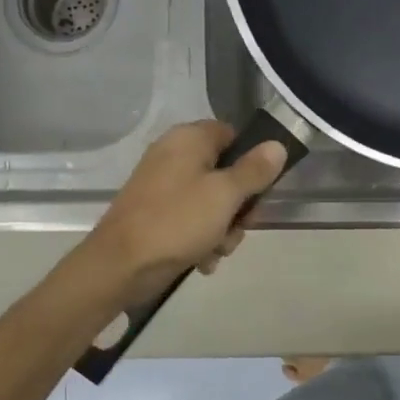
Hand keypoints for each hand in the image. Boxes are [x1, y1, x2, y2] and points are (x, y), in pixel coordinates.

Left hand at [83, 122, 288, 304]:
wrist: (121, 265)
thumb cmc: (177, 221)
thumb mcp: (225, 194)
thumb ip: (254, 170)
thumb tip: (277, 145)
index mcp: (188, 140)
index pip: (232, 135)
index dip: (252, 160)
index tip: (262, 189)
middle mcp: (174, 157)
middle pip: (226, 173)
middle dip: (240, 206)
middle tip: (242, 225)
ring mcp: (164, 187)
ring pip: (213, 203)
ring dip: (224, 229)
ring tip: (218, 249)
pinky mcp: (158, 215)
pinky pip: (193, 221)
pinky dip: (202, 240)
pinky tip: (203, 259)